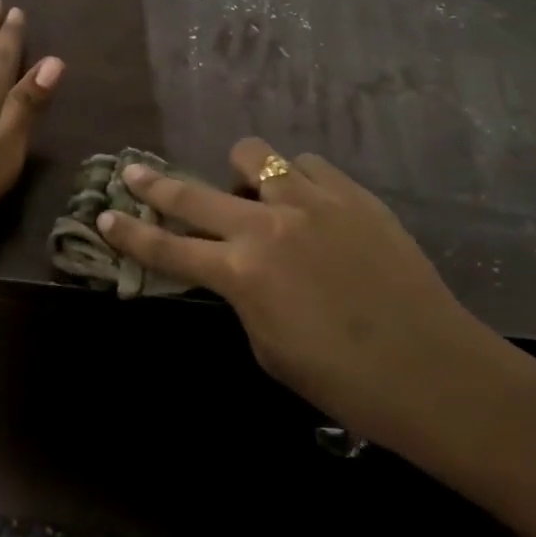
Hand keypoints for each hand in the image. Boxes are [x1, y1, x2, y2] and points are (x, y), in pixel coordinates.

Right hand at [96, 138, 524, 461]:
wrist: (431, 368)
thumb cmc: (342, 379)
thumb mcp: (268, 346)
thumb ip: (242, 296)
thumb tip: (237, 269)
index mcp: (242, 274)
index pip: (167, 248)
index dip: (131, 233)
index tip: (104, 215)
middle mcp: (268, 225)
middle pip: (194, 194)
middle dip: (156, 185)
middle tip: (135, 173)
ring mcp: (312, 202)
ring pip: (256, 156)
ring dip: (242, 176)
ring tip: (254, 198)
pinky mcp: (352, 194)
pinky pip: (307, 166)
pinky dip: (295, 180)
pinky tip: (306, 204)